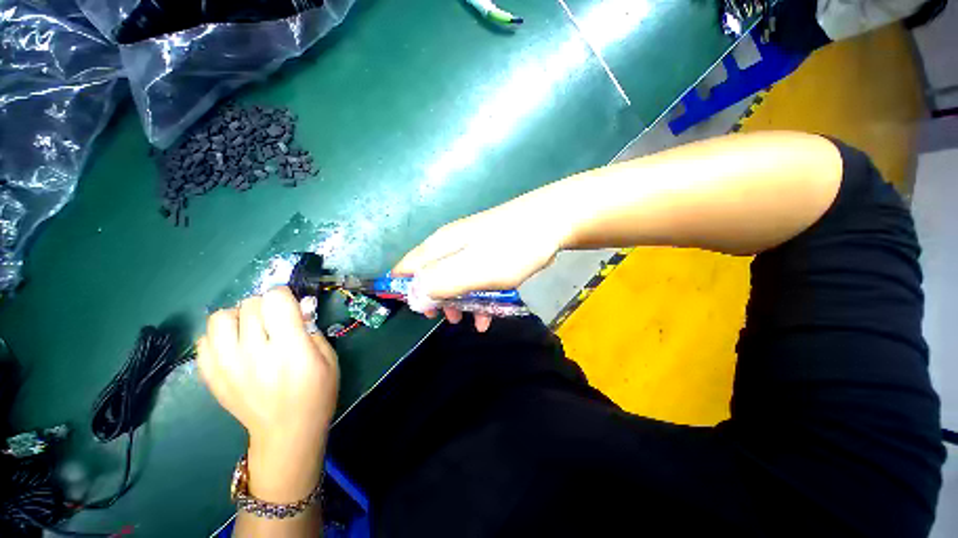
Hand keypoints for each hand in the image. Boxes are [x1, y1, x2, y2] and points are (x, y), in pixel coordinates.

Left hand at [197, 287, 338, 464]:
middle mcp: (254, 354)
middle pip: (249, 305)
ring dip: (238, 317)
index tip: (291, 305)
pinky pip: (204, 341)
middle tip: (276, 320)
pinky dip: (219, 337)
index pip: (276, 300)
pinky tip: (236, 346)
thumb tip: (299, 307)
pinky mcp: (211, 378)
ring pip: (220, 318)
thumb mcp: (329, 358)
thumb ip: (312, 329)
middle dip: (266, 305)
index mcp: (290, 349)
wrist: (286, 432)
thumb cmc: (317, 393)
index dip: (284, 296)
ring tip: (251, 329)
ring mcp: (227, 367)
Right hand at [393, 199, 566, 330]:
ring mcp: (471, 246)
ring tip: (470, 320)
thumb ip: (441, 283)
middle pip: (431, 274)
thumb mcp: (475, 270)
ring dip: (460, 301)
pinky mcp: (488, 250)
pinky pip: (475, 276)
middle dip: (436, 299)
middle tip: (449, 318)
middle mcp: (451, 243)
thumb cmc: (512, 248)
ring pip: (455, 278)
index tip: (418, 312)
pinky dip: (478, 295)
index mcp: (441, 246)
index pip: (406, 267)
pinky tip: (489, 315)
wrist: (552, 222)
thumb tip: (412, 295)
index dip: (404, 290)